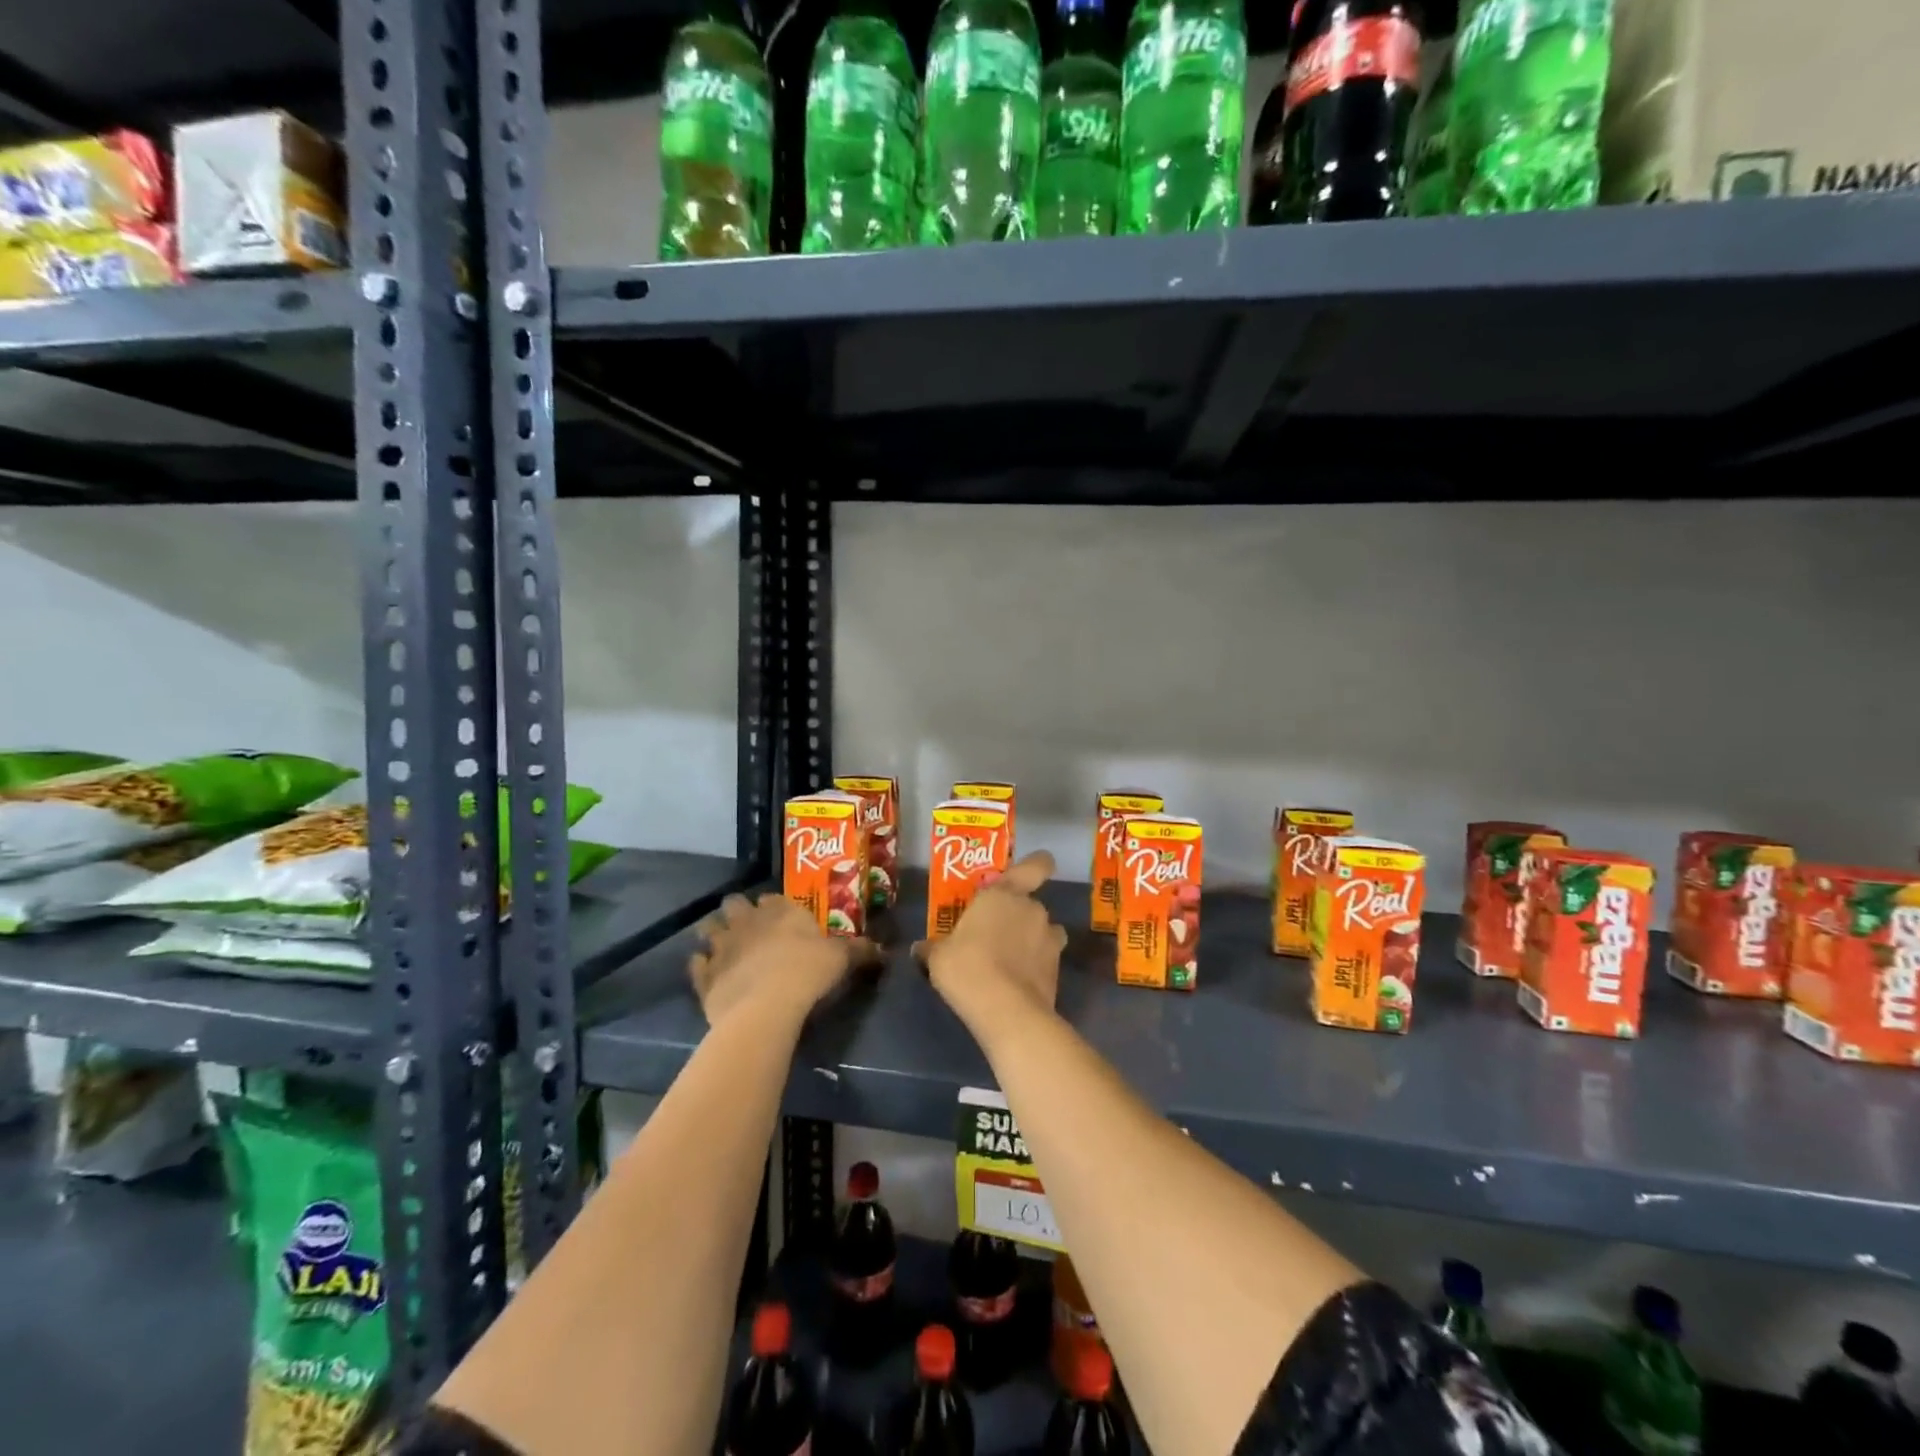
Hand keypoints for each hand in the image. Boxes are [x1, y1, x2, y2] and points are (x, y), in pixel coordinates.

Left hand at [690, 892, 875, 1029]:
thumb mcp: (843, 959)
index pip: (771, 898)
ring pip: (708, 928)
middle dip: (737, 912)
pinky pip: (696, 965)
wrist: (767, 1007)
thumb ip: (861, 952)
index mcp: (780, 911)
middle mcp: (747, 921)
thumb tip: (884, 950)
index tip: (779, 917)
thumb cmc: (808, 972)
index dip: (773, 907)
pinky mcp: (704, 976)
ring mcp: (721, 946)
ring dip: (713, 934)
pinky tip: (708, 972)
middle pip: (733, 904)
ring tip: (723, 947)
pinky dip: (700, 966)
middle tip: (748, 929)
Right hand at [916, 851, 1067, 1030]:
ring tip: (1010, 960)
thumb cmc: (967, 967)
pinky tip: (1016, 983)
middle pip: (1030, 904)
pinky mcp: (1058, 969)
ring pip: (1043, 931)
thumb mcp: (938, 957)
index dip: (1037, 866)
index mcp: (1004, 894)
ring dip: (1032, 940)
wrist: (1007, 1011)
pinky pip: (1045, 959)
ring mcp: (1050, 939)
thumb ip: (932, 947)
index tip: (1027, 874)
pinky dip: (1035, 967)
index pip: (1037, 865)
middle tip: (994, 935)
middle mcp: (1032, 909)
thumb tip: (920, 948)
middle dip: (1016, 917)